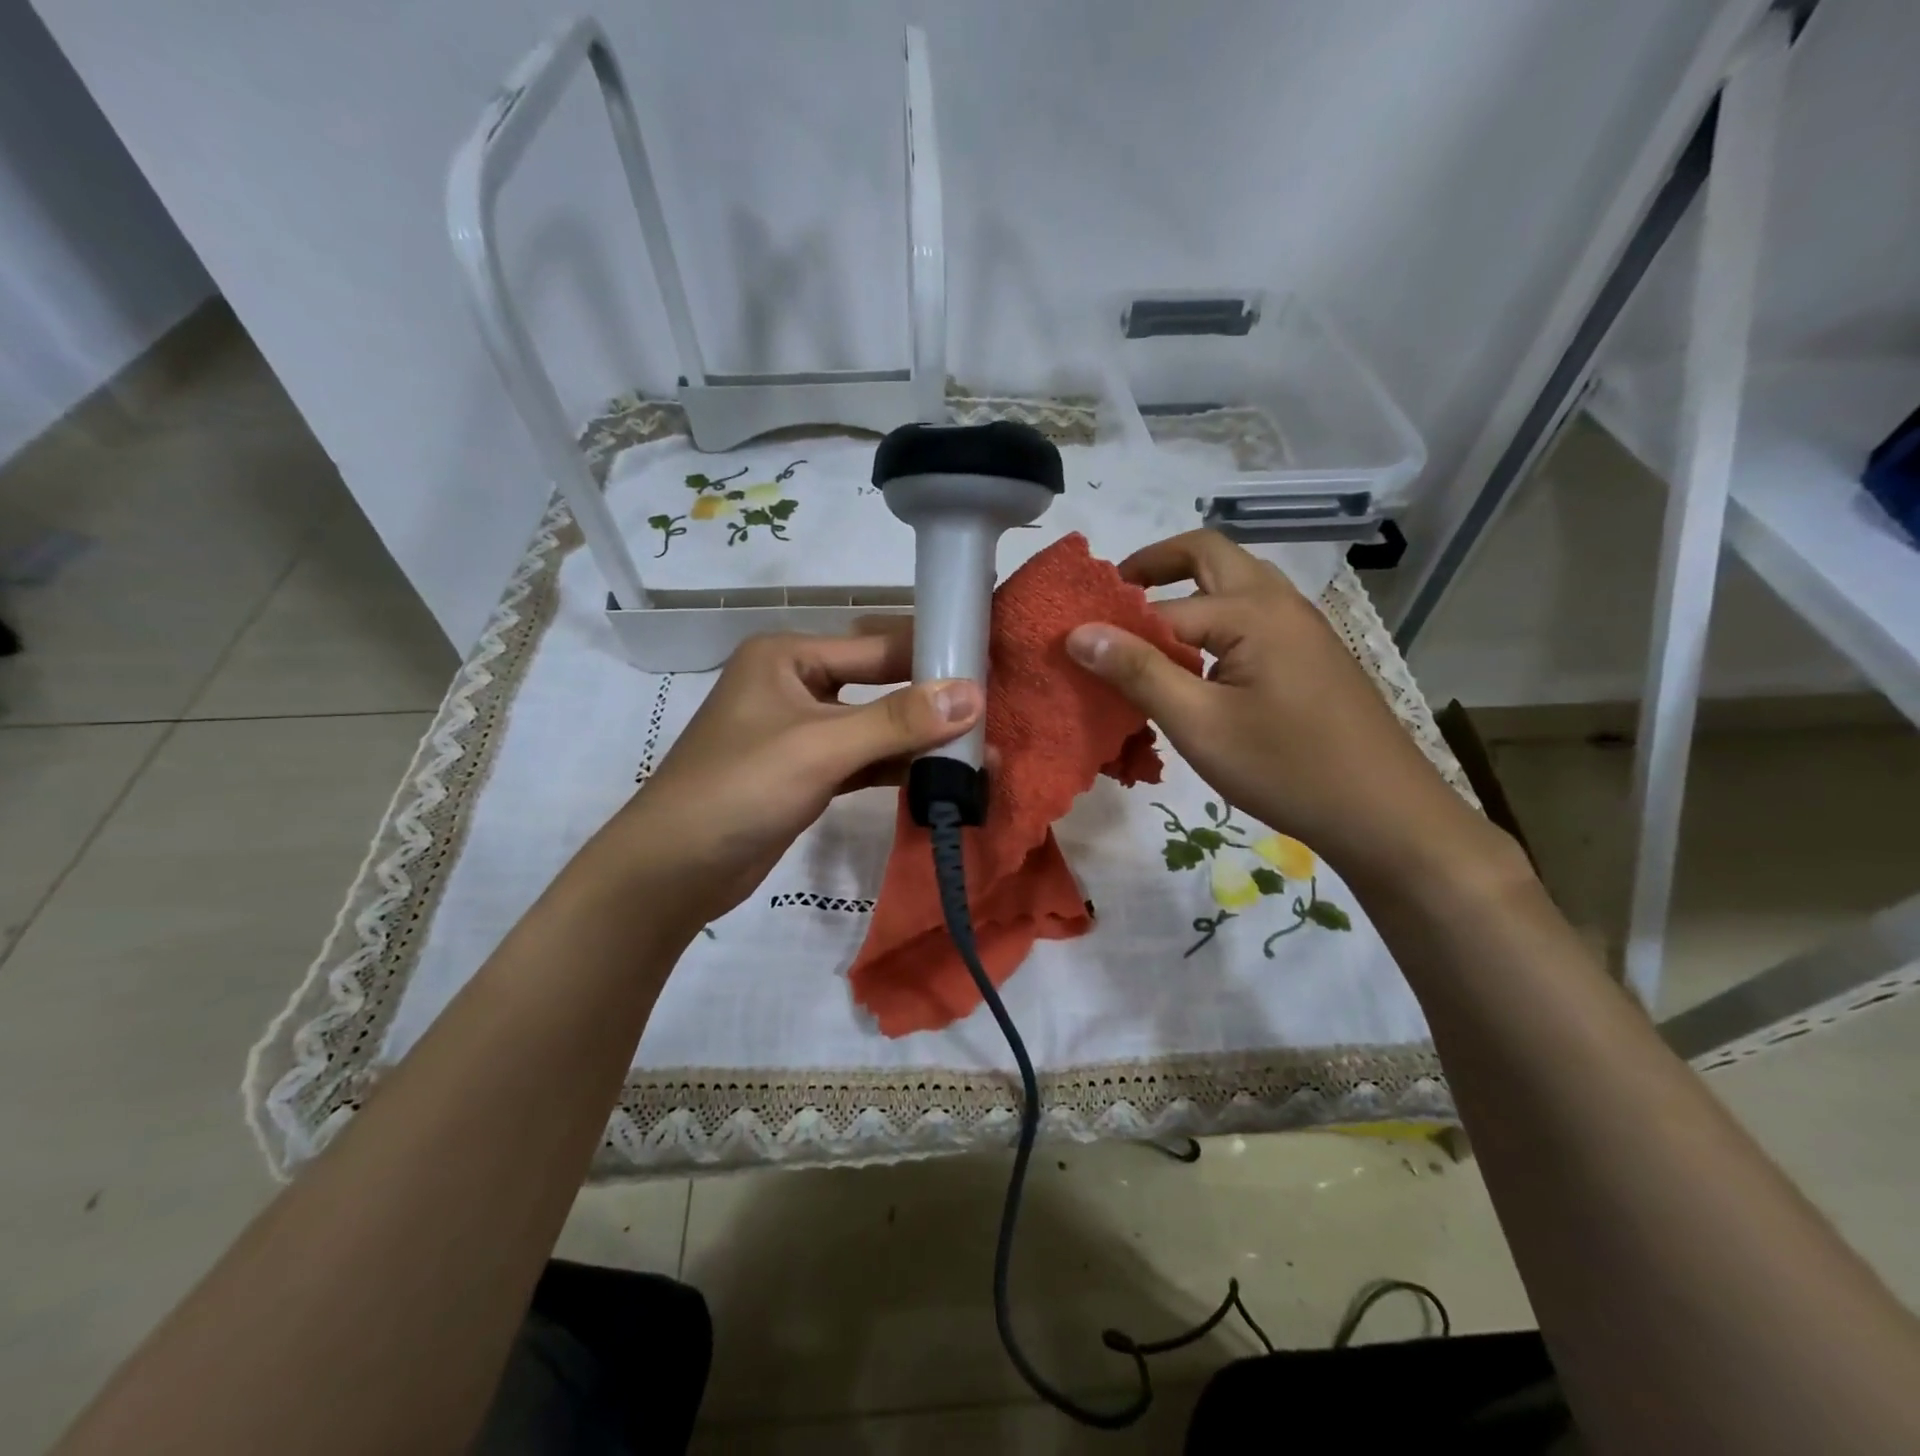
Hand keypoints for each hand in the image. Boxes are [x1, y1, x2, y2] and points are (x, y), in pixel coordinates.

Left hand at [589, 630, 980, 932]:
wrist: (673, 870)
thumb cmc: (739, 789)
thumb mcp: (820, 747)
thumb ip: (897, 721)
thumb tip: (974, 694)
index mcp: (789, 655)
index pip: (877, 645)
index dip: (934, 654)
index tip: (993, 664)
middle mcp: (797, 683)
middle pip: (880, 683)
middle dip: (934, 701)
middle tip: (996, 712)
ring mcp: (802, 730)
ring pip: (876, 725)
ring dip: (922, 741)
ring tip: (983, 754)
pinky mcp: (808, 772)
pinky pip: (864, 759)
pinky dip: (899, 767)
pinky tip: (942, 778)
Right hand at [1065, 531, 1508, 886]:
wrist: (1385, 813)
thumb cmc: (1286, 768)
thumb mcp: (1199, 724)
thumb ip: (1138, 672)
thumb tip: (1078, 632)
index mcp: (1251, 611)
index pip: (1160, 608)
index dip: (1113, 626)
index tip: (1071, 646)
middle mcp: (1278, 602)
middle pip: (1210, 555)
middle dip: (1156, 565)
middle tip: (1114, 595)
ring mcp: (1302, 626)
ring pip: (1236, 582)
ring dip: (1188, 589)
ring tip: (1147, 629)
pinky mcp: (1311, 653)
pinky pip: (1253, 613)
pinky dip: (1215, 617)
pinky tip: (1199, 664)